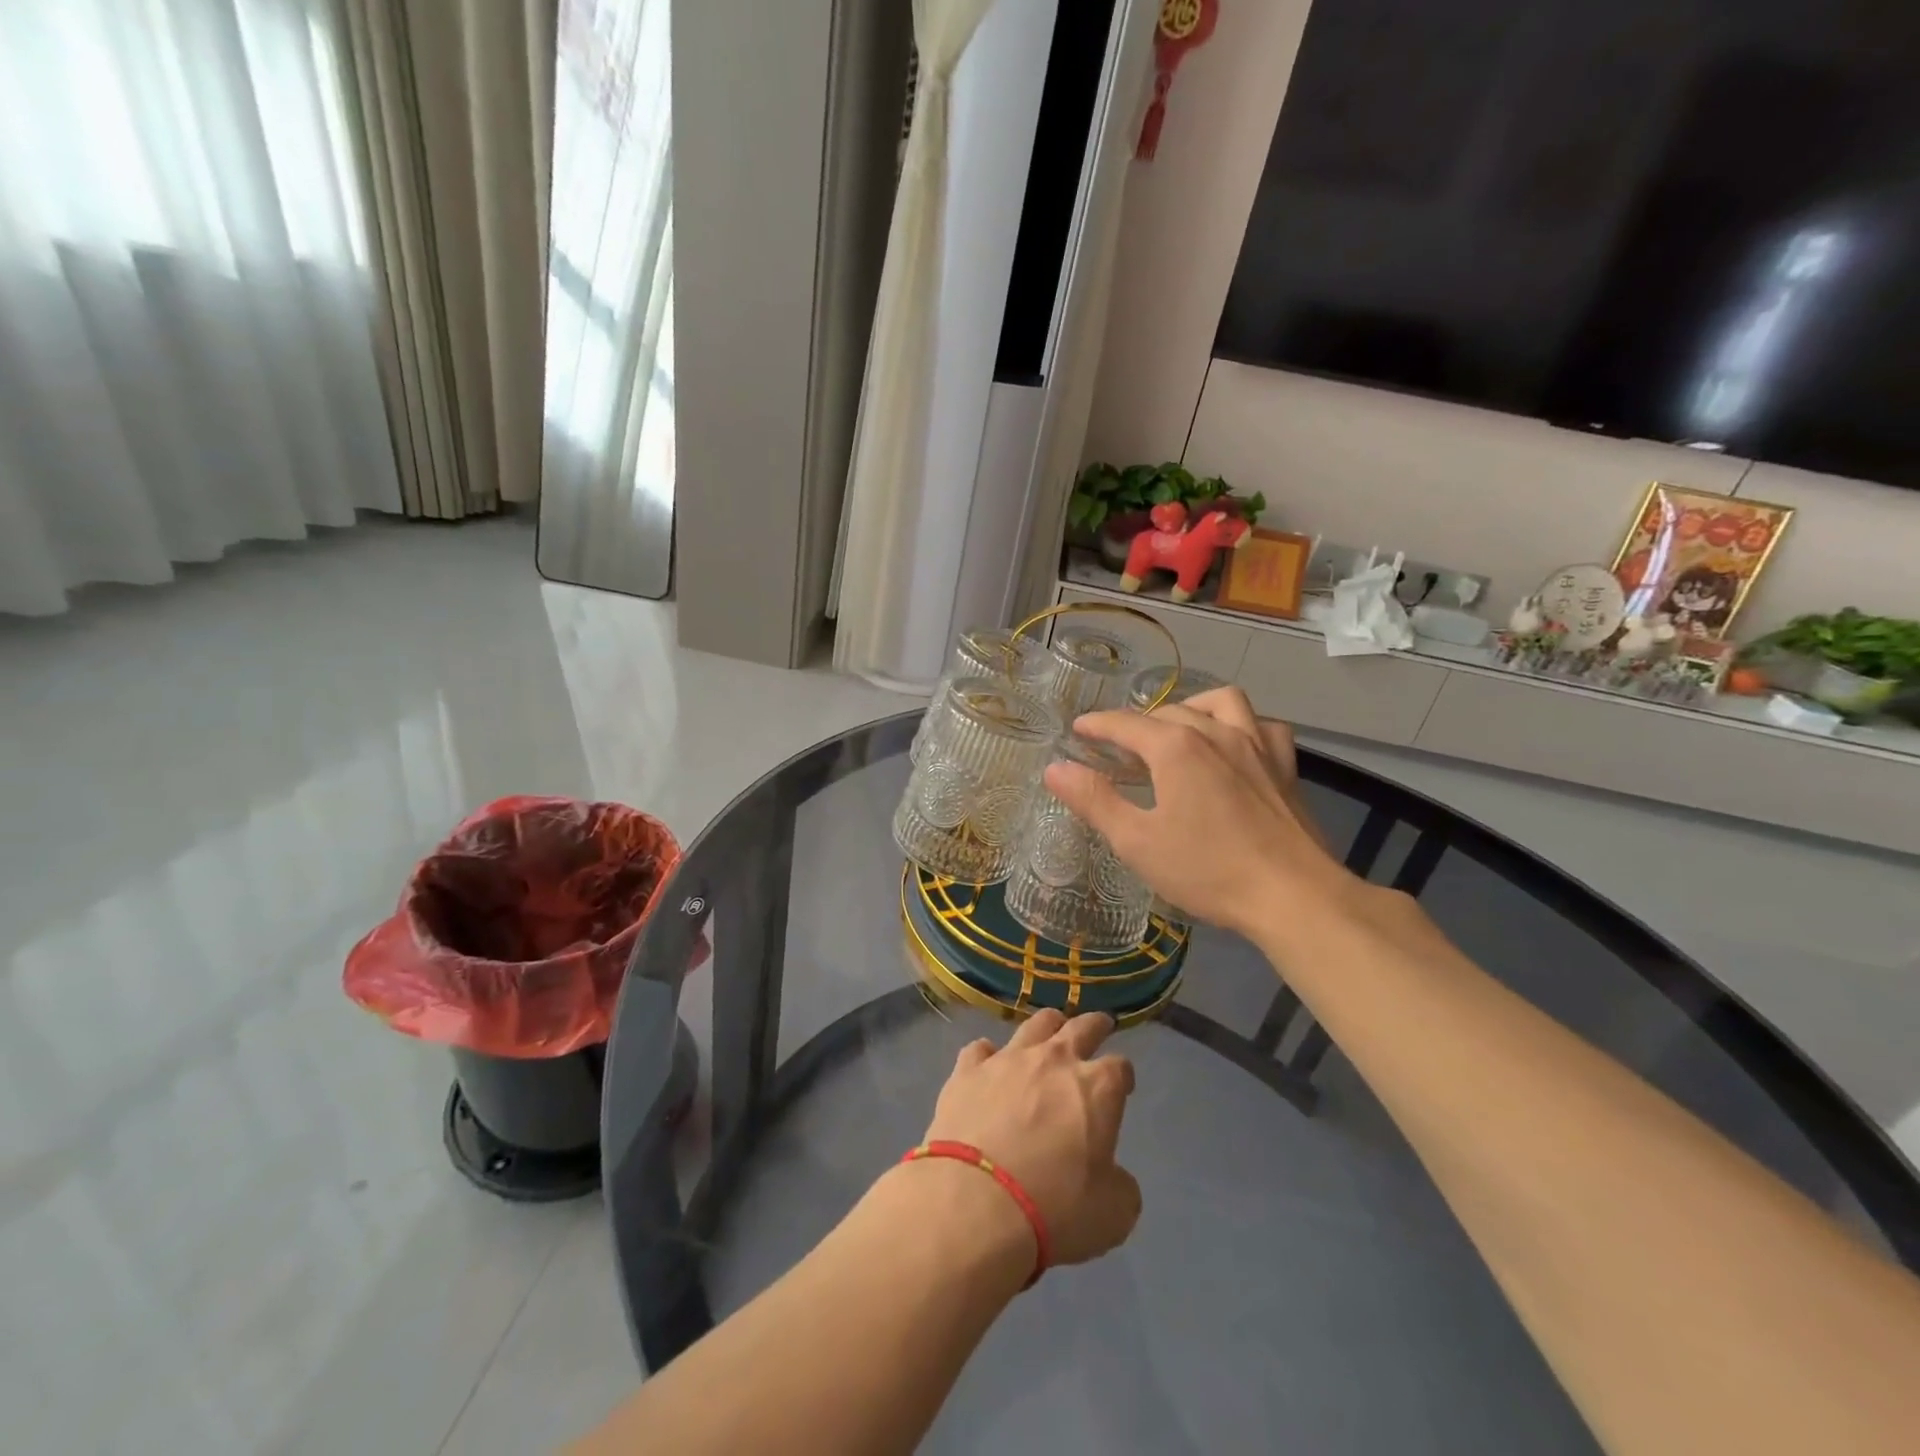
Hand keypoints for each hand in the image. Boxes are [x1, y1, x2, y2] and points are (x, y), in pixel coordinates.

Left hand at [924, 1010, 1140, 1267]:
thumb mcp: (1112, 1213)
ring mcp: (1007, 1060)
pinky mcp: (967, 1071)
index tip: (1123, 1086)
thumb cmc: (1054, 1208)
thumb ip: (1119, 1185)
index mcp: (1096, 1088)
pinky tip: (988, 1065)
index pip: (1120, 1067)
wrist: (975, 1203)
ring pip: (1033, 1026)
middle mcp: (1053, 1060)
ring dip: (1047, 1026)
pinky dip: (988, 1056)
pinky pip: (980, 1050)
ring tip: (1050, 1030)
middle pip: (1080, 1027)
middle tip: (1100, 1025)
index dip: (1123, 1076)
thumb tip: (1112, 1176)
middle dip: (1094, 1025)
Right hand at [1043, 687, 1361, 941]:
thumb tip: (1055, 768)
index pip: (1125, 724)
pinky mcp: (1284, 766)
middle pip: (1167, 713)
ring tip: (1175, 730)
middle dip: (1136, 723)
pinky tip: (1233, 744)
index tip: (1078, 730)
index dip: (1097, 725)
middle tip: (1117, 749)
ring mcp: (1256, 745)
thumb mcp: (1137, 841)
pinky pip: (1262, 725)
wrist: (1292, 895)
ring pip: (1219, 703)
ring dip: (1190, 708)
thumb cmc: (1208, 870)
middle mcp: (1216, 732)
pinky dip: (1242, 725)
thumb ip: (1095, 800)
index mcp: (1175, 748)